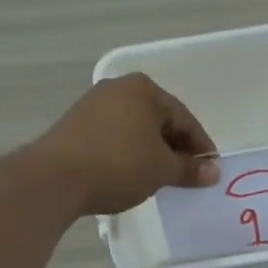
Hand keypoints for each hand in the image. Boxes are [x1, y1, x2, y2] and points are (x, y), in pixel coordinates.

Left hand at [31, 74, 220, 215]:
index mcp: (144, 90)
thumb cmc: (118, 165)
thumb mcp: (161, 170)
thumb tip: (213, 173)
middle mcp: (118, 88)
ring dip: (151, 151)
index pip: (184, 118)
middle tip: (187, 175)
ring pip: (135, 128)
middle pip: (159, 120)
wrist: (54, 179)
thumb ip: (189, 169)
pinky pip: (113, 136)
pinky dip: (128, 152)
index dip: (200, 147)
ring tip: (159, 177)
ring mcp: (92, 104)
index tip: (210, 171)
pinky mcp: (74, 124)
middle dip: (175, 148)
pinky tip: (130, 173)